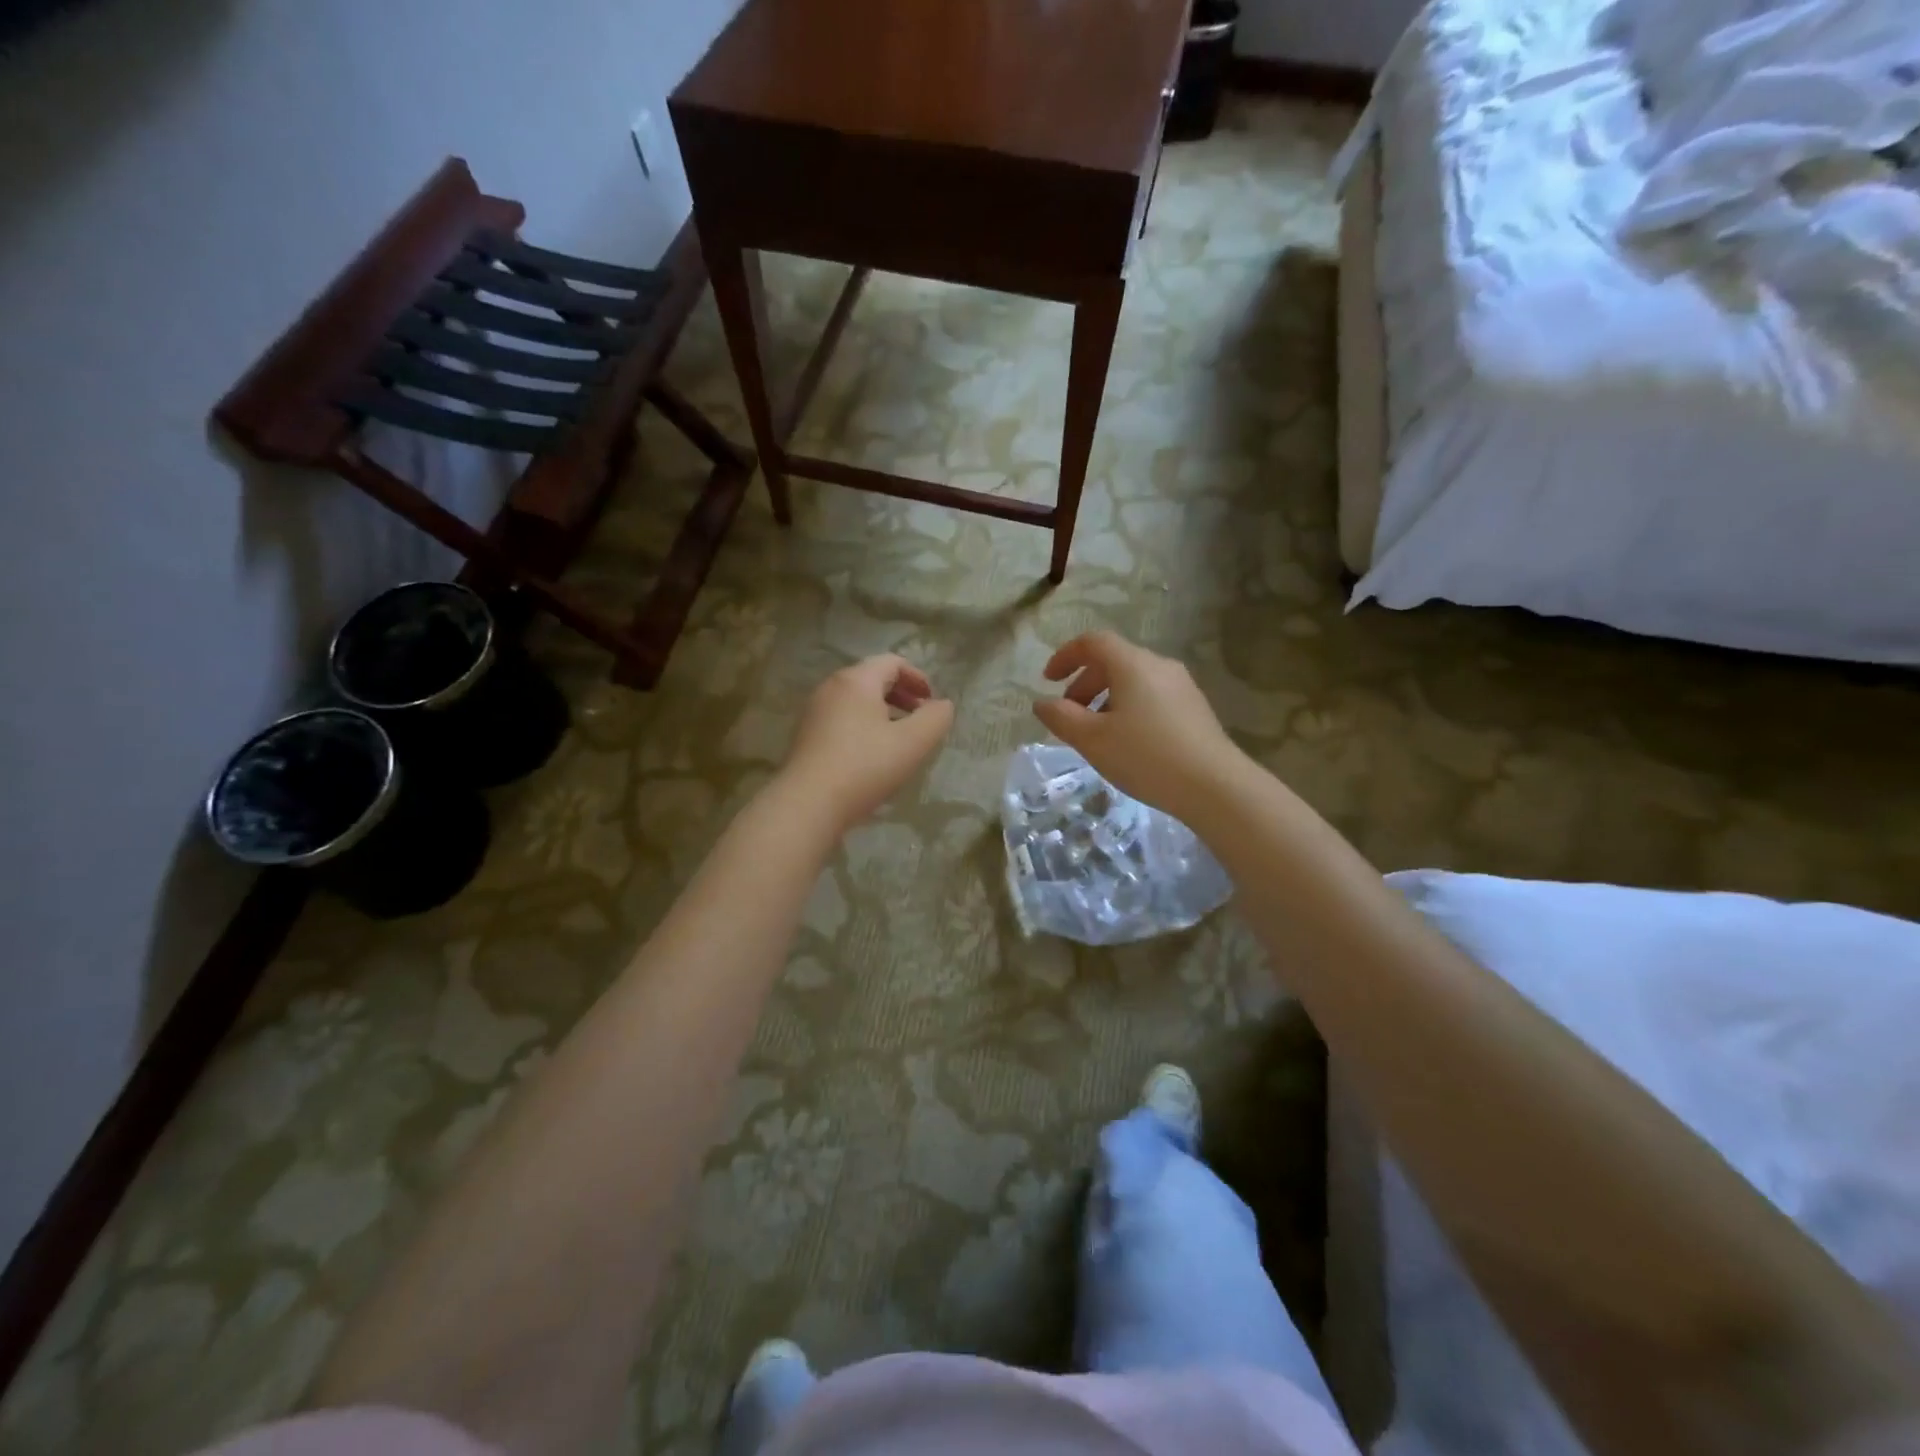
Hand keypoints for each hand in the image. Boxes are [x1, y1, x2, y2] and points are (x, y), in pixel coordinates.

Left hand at [780, 655, 955, 832]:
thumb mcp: (913, 743)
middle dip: (900, 694)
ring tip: (898, 738)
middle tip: (919, 717)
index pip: (892, 662)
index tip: (931, 702)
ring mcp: (814, 711)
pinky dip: (862, 724)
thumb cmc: (865, 767)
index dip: (918, 677)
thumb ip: (935, 718)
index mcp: (857, 680)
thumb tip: (942, 705)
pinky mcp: (805, 735)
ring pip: (855, 700)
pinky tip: (870, 754)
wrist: (808, 804)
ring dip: (882, 711)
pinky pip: (840, 718)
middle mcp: (831, 687)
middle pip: (872, 678)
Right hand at [1033, 632, 1244, 818]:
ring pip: (1133, 681)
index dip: (1066, 656)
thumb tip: (1042, 703)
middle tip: (1069, 716)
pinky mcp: (1195, 708)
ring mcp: (1182, 686)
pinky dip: (1129, 708)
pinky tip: (1128, 743)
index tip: (1047, 680)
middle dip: (1084, 684)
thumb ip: (1061, 717)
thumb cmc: (1145, 757)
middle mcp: (1159, 665)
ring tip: (1097, 735)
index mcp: (1132, 664)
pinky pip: (1152, 697)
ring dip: (1106, 699)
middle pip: (1113, 661)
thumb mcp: (1092, 740)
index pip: (1093, 642)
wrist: (1215, 786)